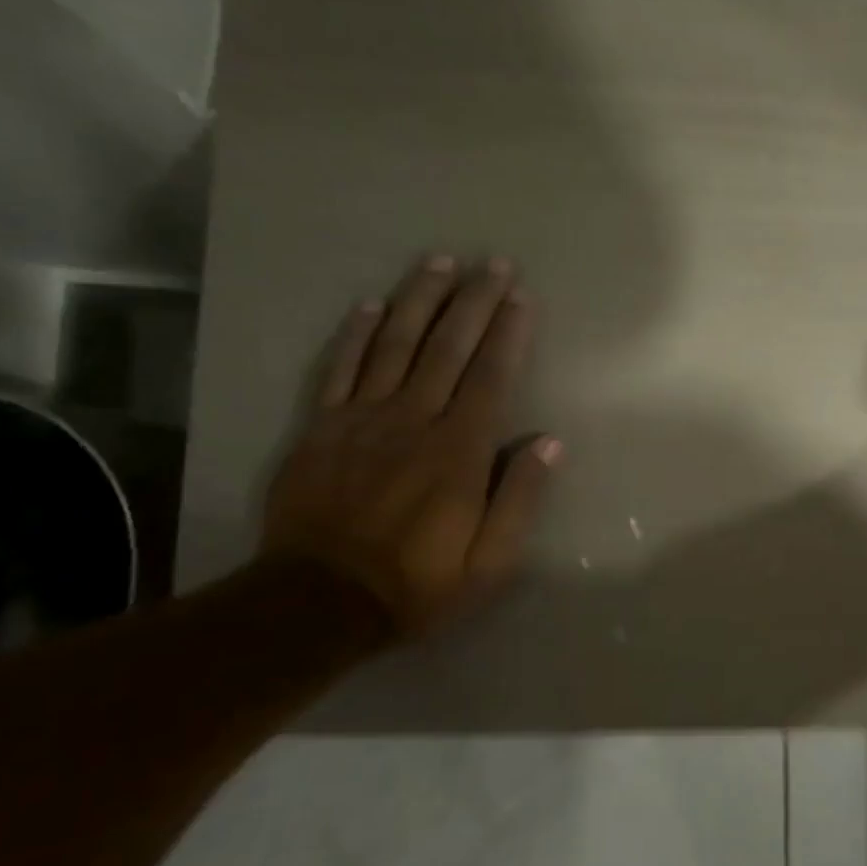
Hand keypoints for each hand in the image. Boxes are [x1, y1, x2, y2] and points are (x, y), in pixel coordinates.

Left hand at [261, 255, 558, 635]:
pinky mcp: (320, 428)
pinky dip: (355, 333)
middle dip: (473, 300)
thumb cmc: (418, 583)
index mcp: (459, 451)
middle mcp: (413, 420)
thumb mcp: (490, 562)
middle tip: (491, 262)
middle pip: (447, 347)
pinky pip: (340, 369)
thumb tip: (549, 442)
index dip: (507, 332)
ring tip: (439, 262)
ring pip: (395, 344)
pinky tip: (371, 304)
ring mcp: (362, 419)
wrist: (317, 603)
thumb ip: (521, 499)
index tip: (520, 296)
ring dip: (420, 300)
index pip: (490, 376)